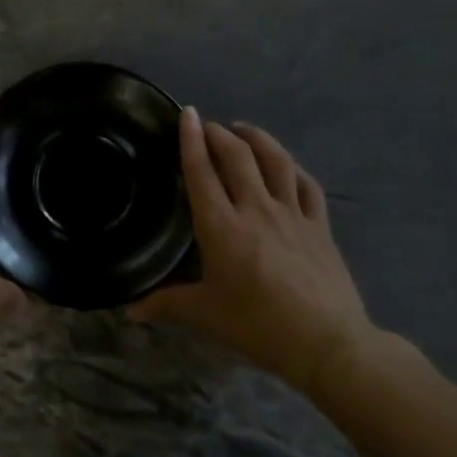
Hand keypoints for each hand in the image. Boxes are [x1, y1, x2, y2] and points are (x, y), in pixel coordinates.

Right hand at [131, 108, 375, 393]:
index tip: (187, 114)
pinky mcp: (321, 226)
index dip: (191, 139)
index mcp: (221, 226)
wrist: (326, 343)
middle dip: (220, 134)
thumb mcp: (206, 314)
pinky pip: (307, 185)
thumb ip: (167, 304)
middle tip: (208, 126)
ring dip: (258, 138)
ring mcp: (292, 214)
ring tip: (244, 130)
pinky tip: (286, 165)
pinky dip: (293, 168)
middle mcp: (255, 208)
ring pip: (275, 161)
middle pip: (237, 156)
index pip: (201, 171)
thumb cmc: (257, 325)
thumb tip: (131, 310)